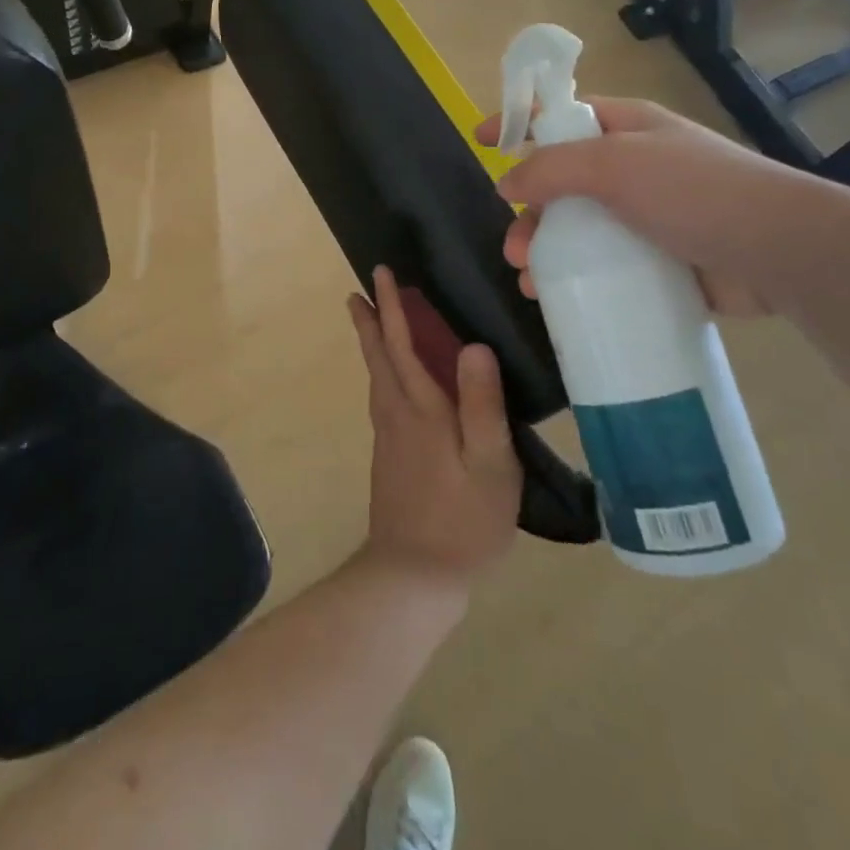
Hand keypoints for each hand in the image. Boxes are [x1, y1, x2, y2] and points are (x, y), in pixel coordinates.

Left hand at [347, 267, 521, 589]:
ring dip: (372, 344)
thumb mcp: (490, 463)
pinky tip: (391, 383)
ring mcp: (388, 437)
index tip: (381, 274)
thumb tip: (474, 345)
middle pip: (378, 356)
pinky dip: (381, 373)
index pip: (402, 344)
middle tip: (359, 291)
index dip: (392, 307)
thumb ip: (483, 404)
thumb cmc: (463, 519)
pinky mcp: (389, 457)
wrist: (413, 575)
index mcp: (421, 408)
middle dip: (371, 320)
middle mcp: (397, 414)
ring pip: (376, 377)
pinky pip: (382, 397)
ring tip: (371, 324)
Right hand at [478, 97, 831, 315]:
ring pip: (576, 228)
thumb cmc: (696, 191)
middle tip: (515, 246)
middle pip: (561, 182)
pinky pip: (602, 264)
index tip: (479, 139)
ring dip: (544, 251)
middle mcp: (634, 167)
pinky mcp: (659, 260)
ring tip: (528, 281)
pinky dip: (574, 278)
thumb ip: (553, 168)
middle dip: (528, 212)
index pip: (561, 115)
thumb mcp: (617, 164)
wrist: (782, 254)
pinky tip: (555, 298)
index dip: (519, 121)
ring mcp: (647, 215)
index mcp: (627, 129)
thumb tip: (505, 182)